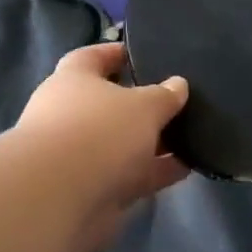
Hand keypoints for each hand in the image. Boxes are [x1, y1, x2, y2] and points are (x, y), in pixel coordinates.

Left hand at [13, 42, 189, 248]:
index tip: (142, 53)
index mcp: (72, 80)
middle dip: (140, 103)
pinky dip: (155, 170)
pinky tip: (187, 166)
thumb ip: (163, 95)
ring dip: (152, 141)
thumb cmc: (99, 131)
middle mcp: (69, 114)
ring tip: (191, 135)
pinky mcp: (91, 189)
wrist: (60, 198)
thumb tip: (178, 84)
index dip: (114, 53)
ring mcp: (78, 155)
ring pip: (121, 142)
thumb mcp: (143, 105)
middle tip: (176, 100)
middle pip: (109, 103)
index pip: (91, 57)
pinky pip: (129, 174)